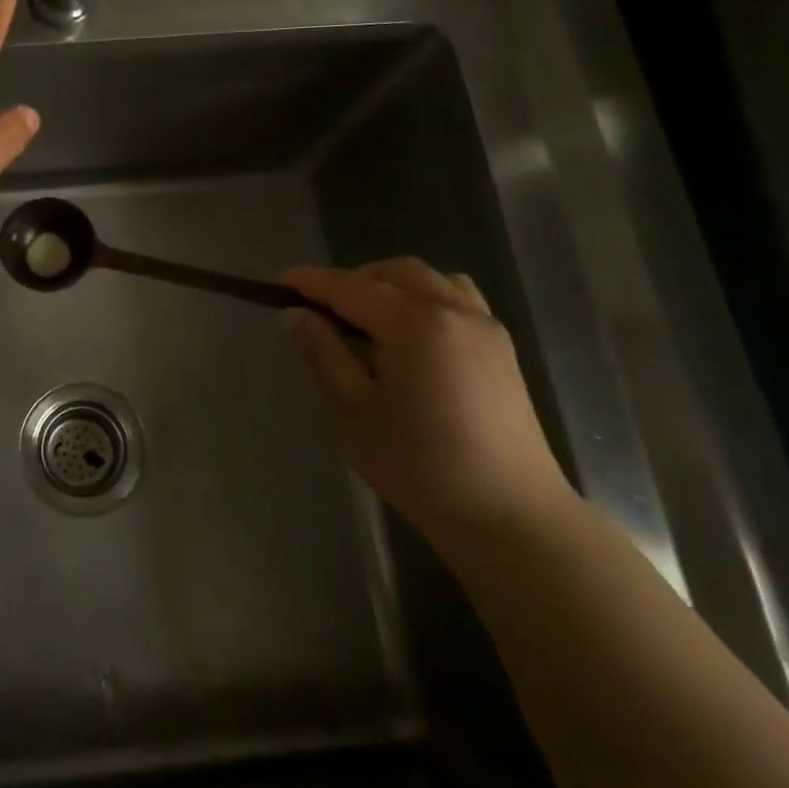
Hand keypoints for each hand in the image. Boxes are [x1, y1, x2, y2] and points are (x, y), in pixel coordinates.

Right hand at [281, 259, 576, 552]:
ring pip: (429, 279)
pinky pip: (456, 298)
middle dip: (352, 280)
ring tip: (364, 319)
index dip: (312, 282)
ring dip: (390, 285)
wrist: (509, 515)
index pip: (350, 287)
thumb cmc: (419, 465)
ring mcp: (484, 327)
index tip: (280, 281)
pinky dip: (424, 297)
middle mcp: (453, 311)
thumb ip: (322, 353)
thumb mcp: (353, 411)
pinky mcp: (500, 348)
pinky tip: (409, 334)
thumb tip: (295, 314)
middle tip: (320, 309)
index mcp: (414, 324)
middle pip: (394, 273)